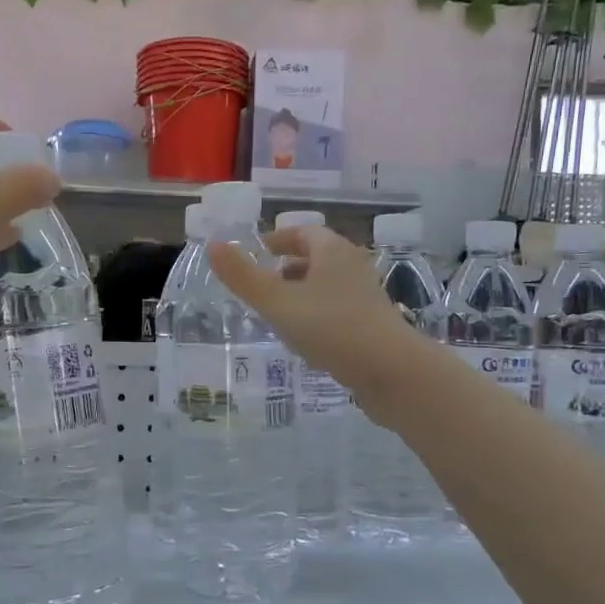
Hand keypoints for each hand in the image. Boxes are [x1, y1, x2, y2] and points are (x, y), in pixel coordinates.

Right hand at [208, 225, 429, 425]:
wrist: (391, 371)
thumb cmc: (330, 328)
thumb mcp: (277, 302)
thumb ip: (243, 277)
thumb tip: (213, 246)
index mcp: (332, 251)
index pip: (303, 232)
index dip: (277, 239)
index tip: (256, 253)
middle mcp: (352, 266)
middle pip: (317, 257)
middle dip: (287, 266)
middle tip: (261, 283)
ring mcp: (365, 296)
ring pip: (327, 285)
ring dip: (302, 291)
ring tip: (277, 312)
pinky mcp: (372, 324)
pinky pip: (337, 309)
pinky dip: (316, 314)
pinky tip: (304, 337)